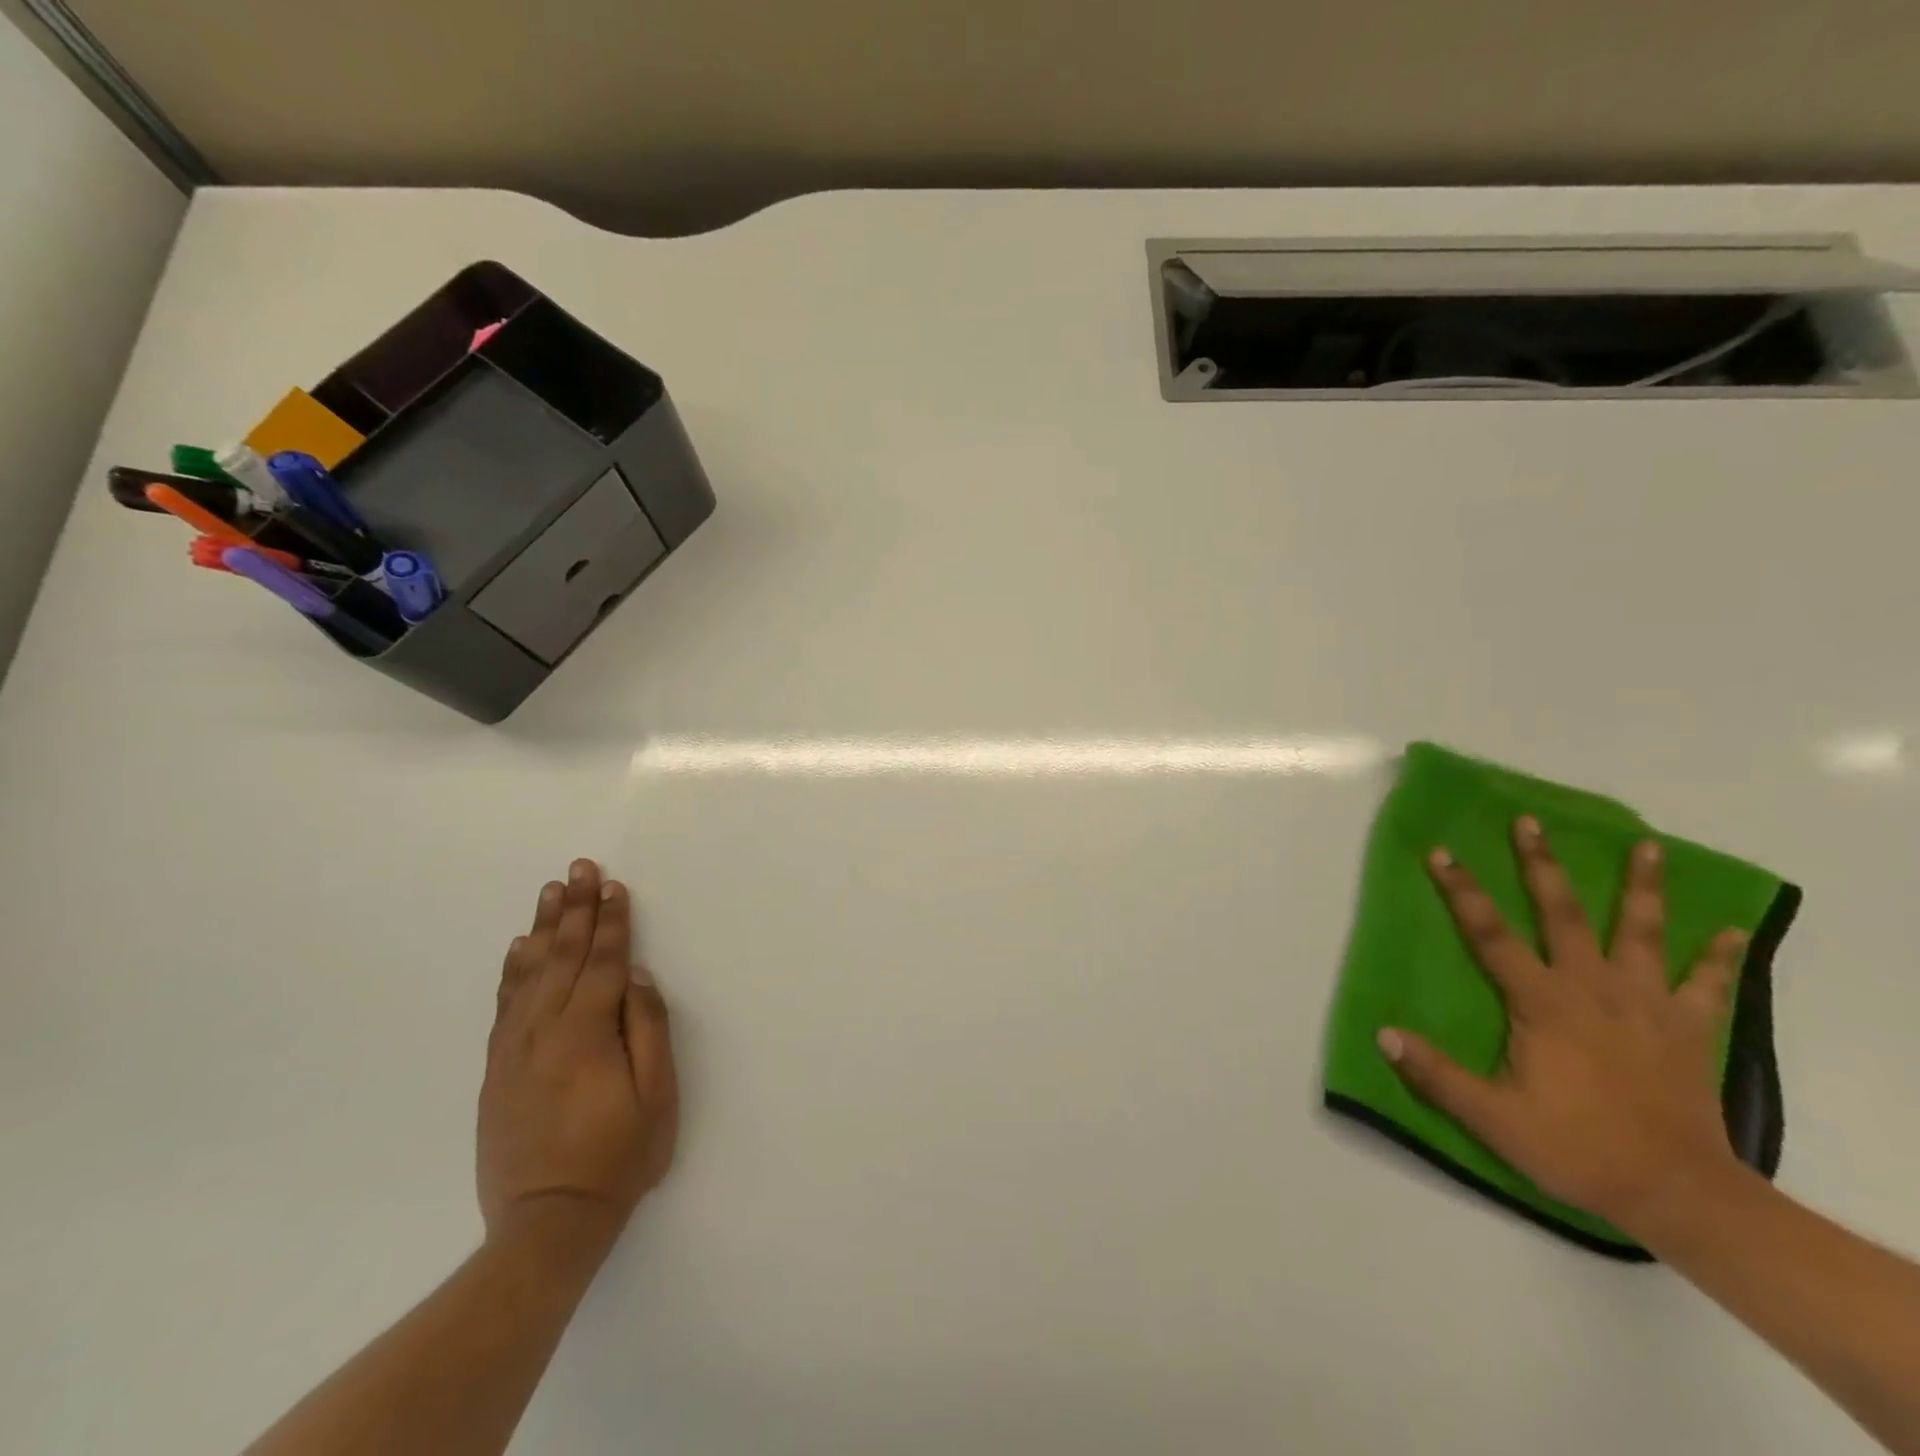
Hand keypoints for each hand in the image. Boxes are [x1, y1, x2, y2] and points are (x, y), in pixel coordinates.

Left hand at [478, 860, 677, 1249]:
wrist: (547, 1224)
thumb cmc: (618, 1157)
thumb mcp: (657, 1096)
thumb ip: (647, 1029)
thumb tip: (635, 976)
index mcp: (587, 1033)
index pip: (601, 962)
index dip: (610, 921)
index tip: (614, 885)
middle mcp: (544, 1031)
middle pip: (562, 956)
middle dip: (575, 908)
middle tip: (579, 868)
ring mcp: (514, 1050)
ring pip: (528, 973)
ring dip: (543, 928)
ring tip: (550, 891)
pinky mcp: (496, 1070)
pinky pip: (504, 1004)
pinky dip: (513, 970)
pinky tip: (518, 948)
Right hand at [1377, 816, 1749, 1235]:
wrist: (1679, 1193)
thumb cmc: (1577, 1147)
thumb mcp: (1492, 1118)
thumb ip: (1436, 1075)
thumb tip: (1382, 1033)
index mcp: (1543, 1002)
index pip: (1490, 934)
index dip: (1462, 891)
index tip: (1442, 852)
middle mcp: (1593, 988)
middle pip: (1563, 913)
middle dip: (1542, 864)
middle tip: (1531, 822)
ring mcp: (1647, 1005)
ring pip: (1642, 933)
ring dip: (1641, 887)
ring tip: (1646, 846)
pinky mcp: (1688, 1029)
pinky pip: (1708, 984)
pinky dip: (1718, 956)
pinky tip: (1728, 928)